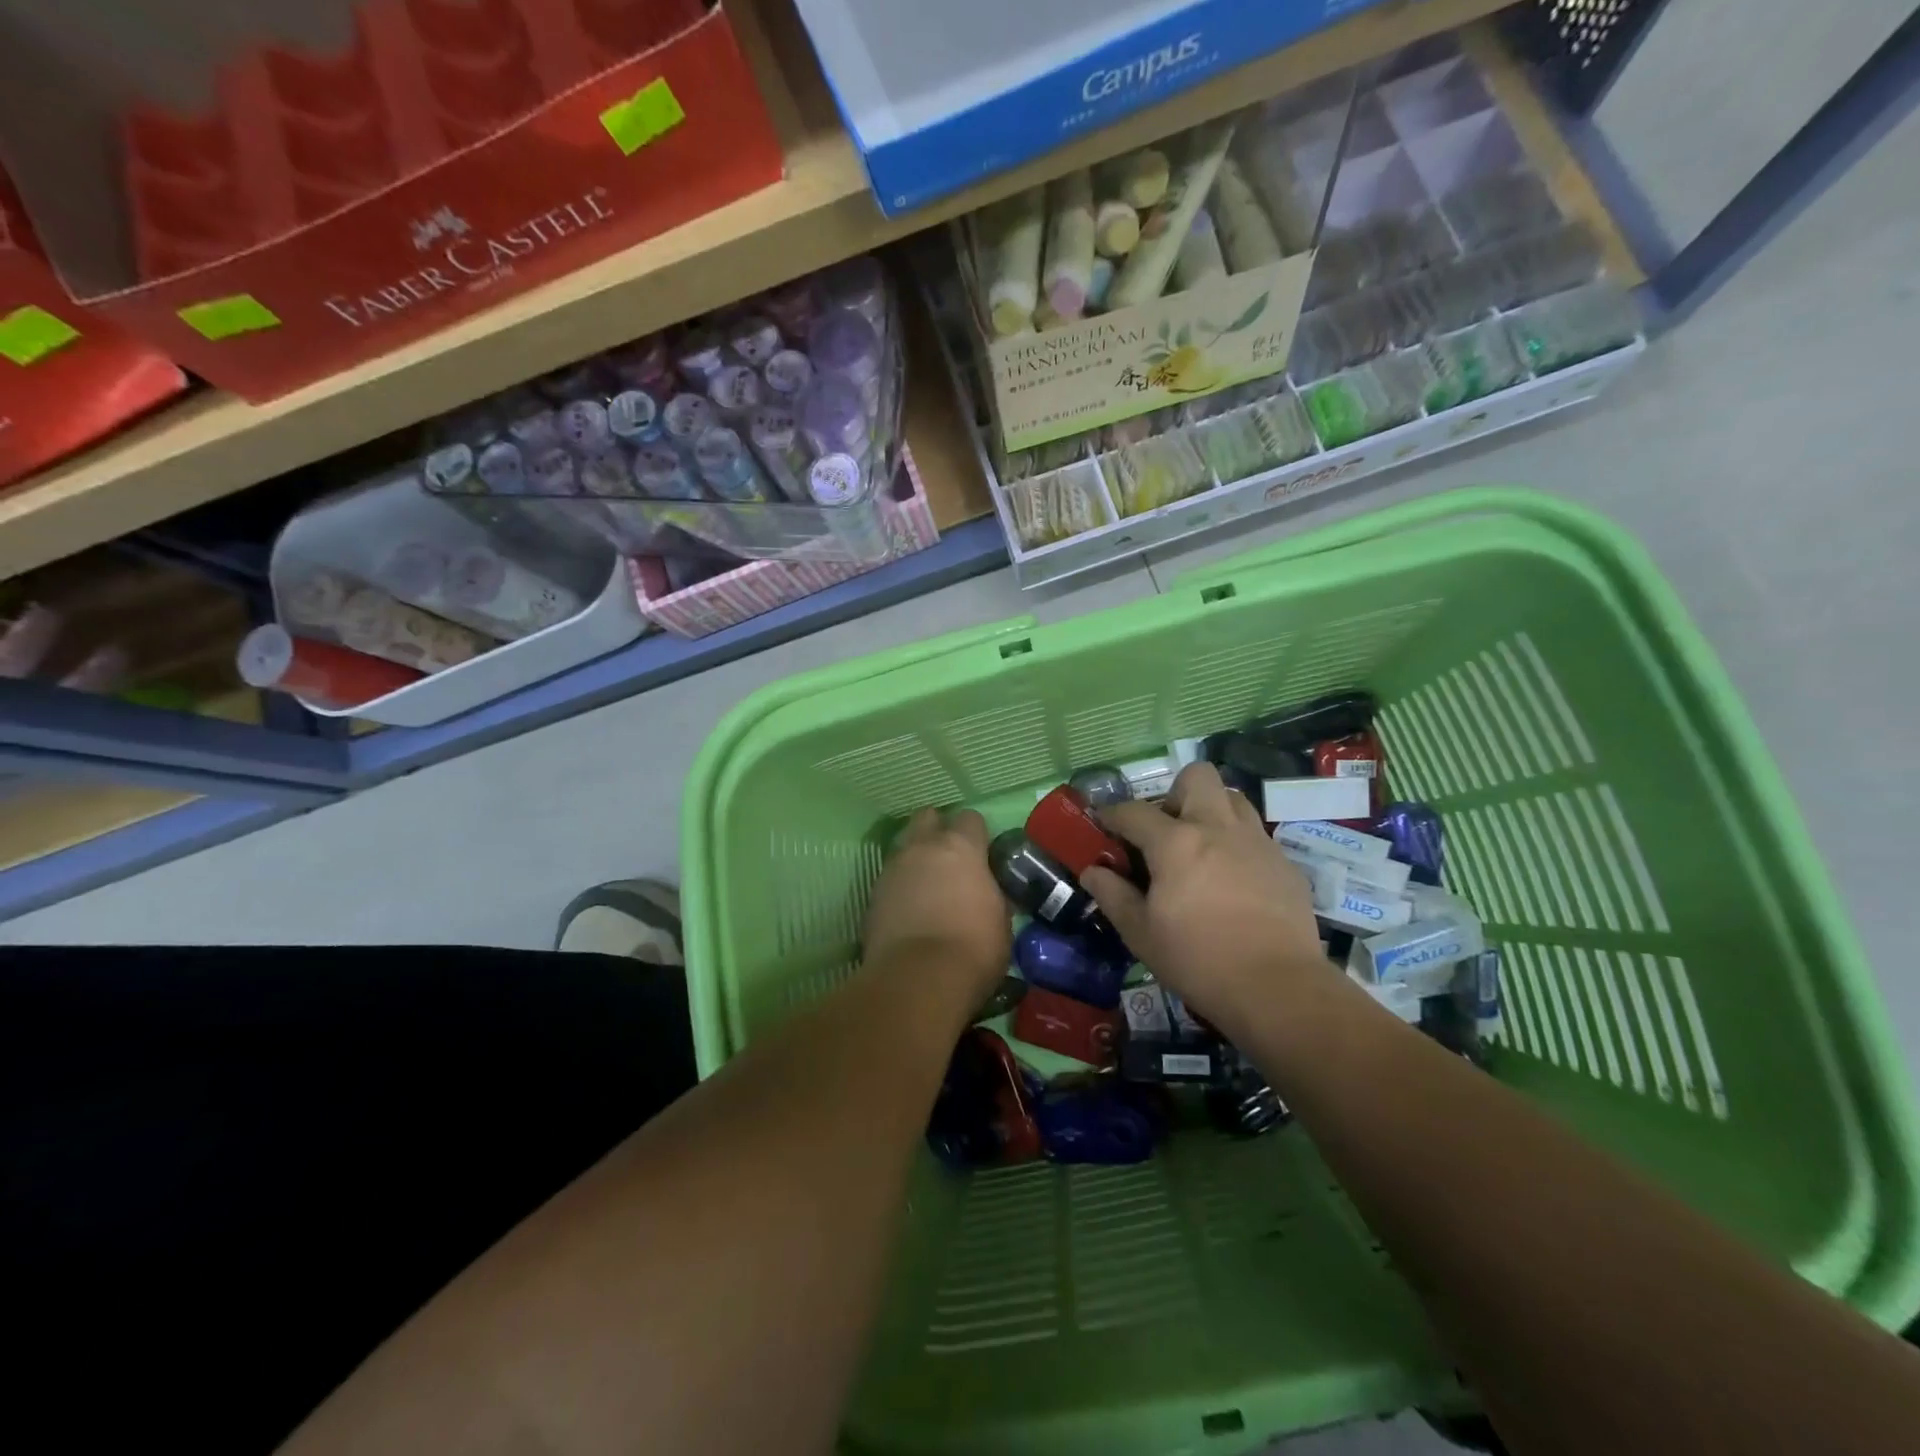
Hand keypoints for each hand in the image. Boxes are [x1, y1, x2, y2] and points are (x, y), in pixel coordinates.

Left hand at [862, 808, 1010, 1000]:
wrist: (918, 980)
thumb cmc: (973, 947)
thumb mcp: (1001, 921)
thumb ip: (992, 895)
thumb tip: (988, 892)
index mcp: (960, 847)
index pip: (970, 819)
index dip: (976, 835)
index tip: (983, 855)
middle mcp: (922, 848)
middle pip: (927, 818)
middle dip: (937, 831)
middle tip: (950, 860)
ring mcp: (892, 869)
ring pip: (903, 847)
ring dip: (916, 860)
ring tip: (927, 887)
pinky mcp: (872, 896)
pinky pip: (889, 879)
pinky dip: (899, 888)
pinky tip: (909, 910)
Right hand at [1082, 764, 1325, 1026]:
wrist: (1278, 989)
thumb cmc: (1198, 960)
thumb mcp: (1140, 934)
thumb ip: (1112, 895)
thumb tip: (1092, 871)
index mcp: (1176, 842)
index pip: (1133, 811)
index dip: (1112, 814)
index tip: (1103, 823)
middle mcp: (1218, 828)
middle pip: (1197, 777)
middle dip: (1175, 793)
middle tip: (1166, 830)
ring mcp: (1257, 842)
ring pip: (1233, 798)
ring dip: (1211, 812)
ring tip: (1201, 848)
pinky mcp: (1285, 864)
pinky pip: (1256, 835)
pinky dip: (1238, 845)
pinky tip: (1233, 881)